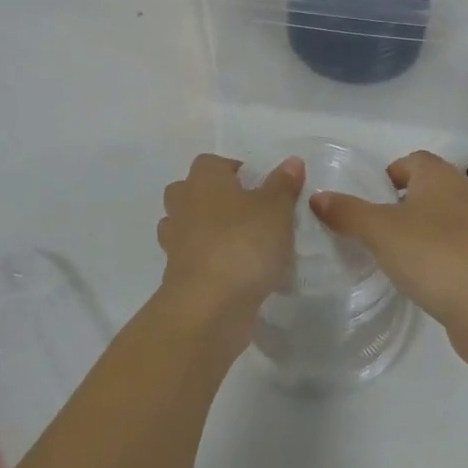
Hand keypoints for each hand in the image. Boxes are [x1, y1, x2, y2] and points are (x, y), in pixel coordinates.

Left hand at [157, 153, 304, 347]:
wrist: (208, 305)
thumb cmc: (243, 243)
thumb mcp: (276, 209)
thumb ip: (283, 184)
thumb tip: (292, 161)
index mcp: (204, 180)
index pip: (210, 162)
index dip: (233, 170)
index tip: (258, 186)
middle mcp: (183, 205)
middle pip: (190, 191)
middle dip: (213, 198)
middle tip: (247, 212)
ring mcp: (175, 242)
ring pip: (187, 226)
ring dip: (207, 231)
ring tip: (241, 243)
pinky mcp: (176, 275)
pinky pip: (192, 258)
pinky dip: (208, 262)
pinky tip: (235, 273)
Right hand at [310, 151, 467, 364]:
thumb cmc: (432, 255)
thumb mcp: (378, 231)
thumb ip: (346, 212)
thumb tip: (317, 196)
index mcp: (440, 176)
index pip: (412, 160)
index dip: (389, 174)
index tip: (369, 198)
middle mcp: (463, 194)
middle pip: (427, 188)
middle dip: (400, 202)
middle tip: (373, 226)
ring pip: (440, 218)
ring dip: (417, 229)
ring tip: (391, 253)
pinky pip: (452, 246)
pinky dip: (434, 254)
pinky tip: (418, 275)